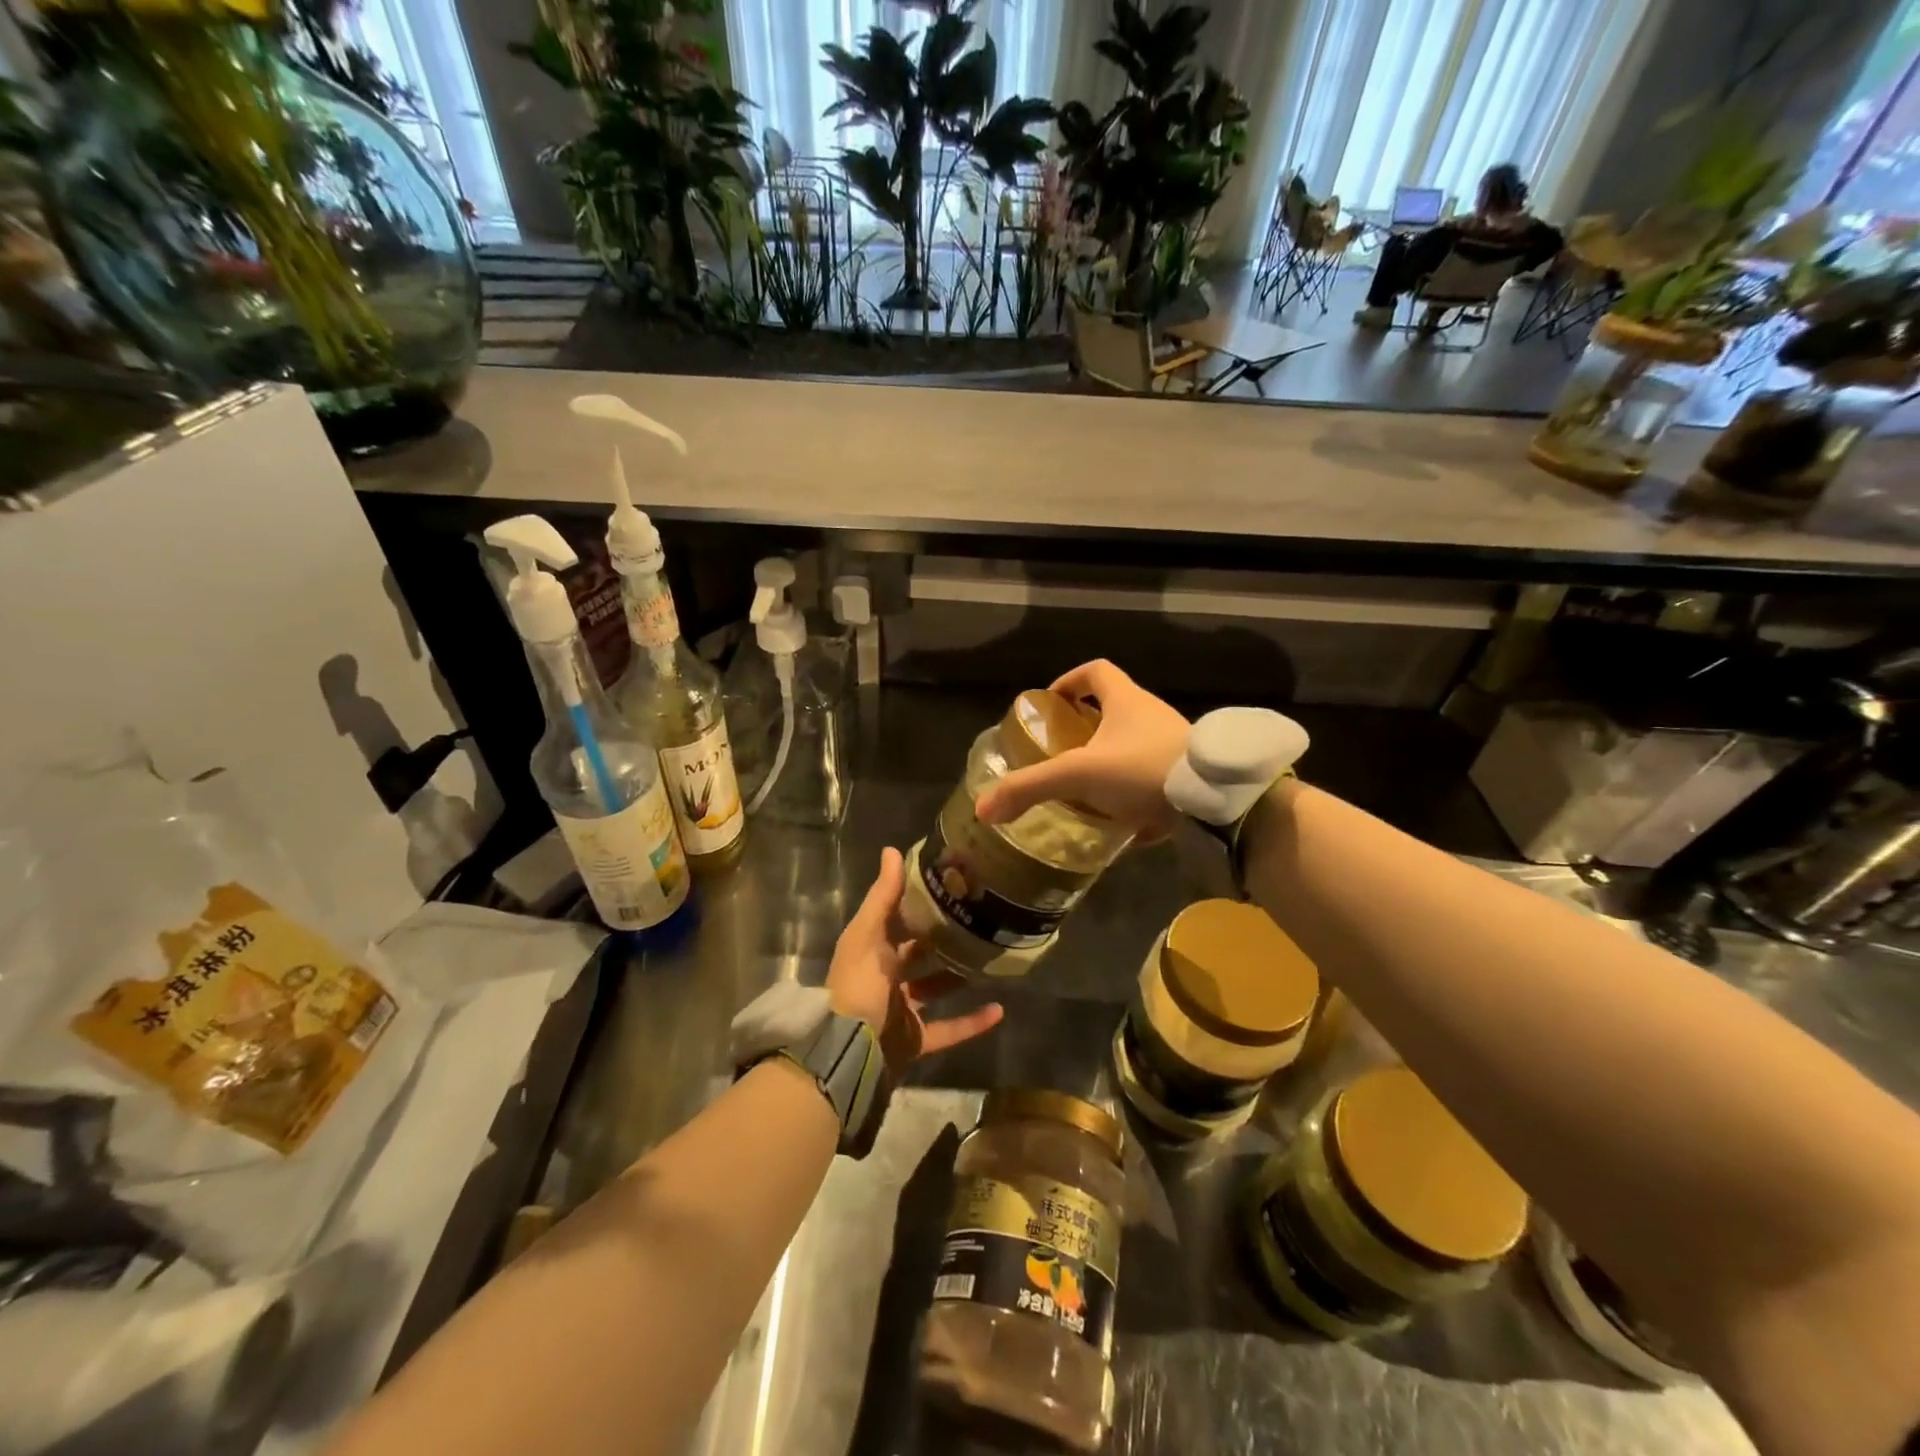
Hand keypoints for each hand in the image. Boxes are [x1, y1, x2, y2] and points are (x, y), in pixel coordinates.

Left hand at [827, 847, 1003, 1077]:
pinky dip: (973, 1022)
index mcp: (870, 951)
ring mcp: (900, 1011)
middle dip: (941, 938)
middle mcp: (884, 978)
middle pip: (916, 954)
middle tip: (976, 918)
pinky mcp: (915, 1041)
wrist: (847, 1053)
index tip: (948, 884)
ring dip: (959, 977)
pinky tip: (1000, 1009)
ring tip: (989, 957)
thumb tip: (892, 850)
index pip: (895, 920)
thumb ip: (883, 896)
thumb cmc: (857, 986)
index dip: (916, 903)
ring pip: (935, 989)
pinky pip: (949, 1029)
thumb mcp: (866, 936)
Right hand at [973, 660, 1189, 836]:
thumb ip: (1031, 788)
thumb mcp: (1079, 775)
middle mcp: (1154, 715)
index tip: (1051, 704)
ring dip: (1112, 762)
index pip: (1096, 671)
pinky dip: (1136, 795)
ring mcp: (1175, 744)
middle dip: (1086, 729)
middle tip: (1062, 753)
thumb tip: (983, 809)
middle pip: (1115, 709)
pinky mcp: (1189, 775)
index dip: (1070, 681)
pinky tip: (1122, 824)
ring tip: (1087, 791)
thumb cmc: (1143, 769)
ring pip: (1136, 745)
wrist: (1216, 799)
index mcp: (1127, 701)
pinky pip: (1156, 778)